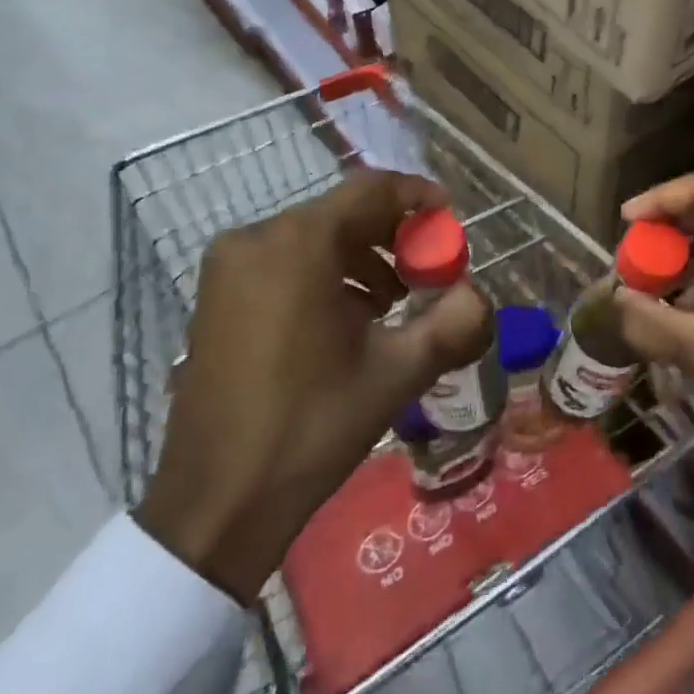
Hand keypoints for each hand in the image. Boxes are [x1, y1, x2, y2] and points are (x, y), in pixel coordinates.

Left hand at [135, 169, 491, 602]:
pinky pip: (284, 260)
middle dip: (393, 234)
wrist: (216, 504)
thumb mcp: (397, 373)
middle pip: (342, 212)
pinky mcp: (215, 295)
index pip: (371, 189)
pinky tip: (348, 317)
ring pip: (313, 236)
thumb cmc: (311, 428)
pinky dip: (325, 273)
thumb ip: (453, 322)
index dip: (418, 196)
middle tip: (428, 271)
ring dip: (361, 256)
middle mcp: (256, 238)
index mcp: (299, 243)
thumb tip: (478, 294)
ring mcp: (228, 267)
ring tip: (393, 301)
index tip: (450, 219)